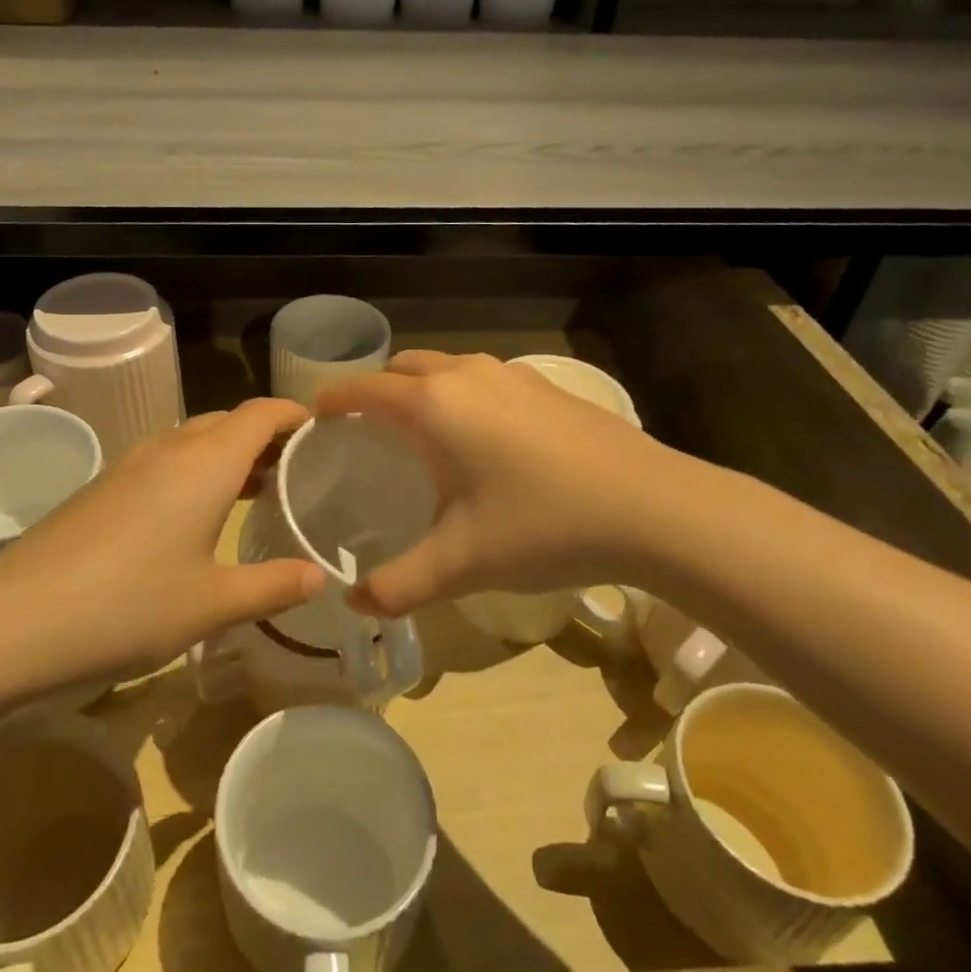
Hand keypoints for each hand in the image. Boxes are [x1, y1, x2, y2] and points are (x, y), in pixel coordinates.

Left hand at [0, 398, 324, 682]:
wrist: (15, 619)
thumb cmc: (129, 605)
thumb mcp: (213, 603)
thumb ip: (273, 585)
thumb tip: (320, 575)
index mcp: (206, 462)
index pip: (261, 412)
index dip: (295, 414)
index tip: (324, 432)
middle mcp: (169, 448)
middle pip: (228, 422)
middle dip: (265, 438)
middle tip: (297, 474)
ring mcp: (130, 464)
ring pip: (193, 441)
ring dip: (228, 456)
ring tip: (255, 493)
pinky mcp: (103, 487)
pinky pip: (164, 462)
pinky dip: (194, 473)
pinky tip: (195, 518)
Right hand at [316, 351, 697, 615]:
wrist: (654, 507)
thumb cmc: (543, 525)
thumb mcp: (462, 562)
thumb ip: (400, 584)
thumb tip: (355, 604)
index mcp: (434, 405)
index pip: (365, 389)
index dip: (334, 401)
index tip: (316, 418)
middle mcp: (466, 375)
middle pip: (403, 368)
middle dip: (376, 391)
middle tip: (367, 433)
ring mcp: (510, 375)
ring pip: (446, 368)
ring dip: (421, 390)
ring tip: (421, 435)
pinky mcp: (544, 386)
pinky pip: (482, 378)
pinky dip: (461, 395)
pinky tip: (482, 440)